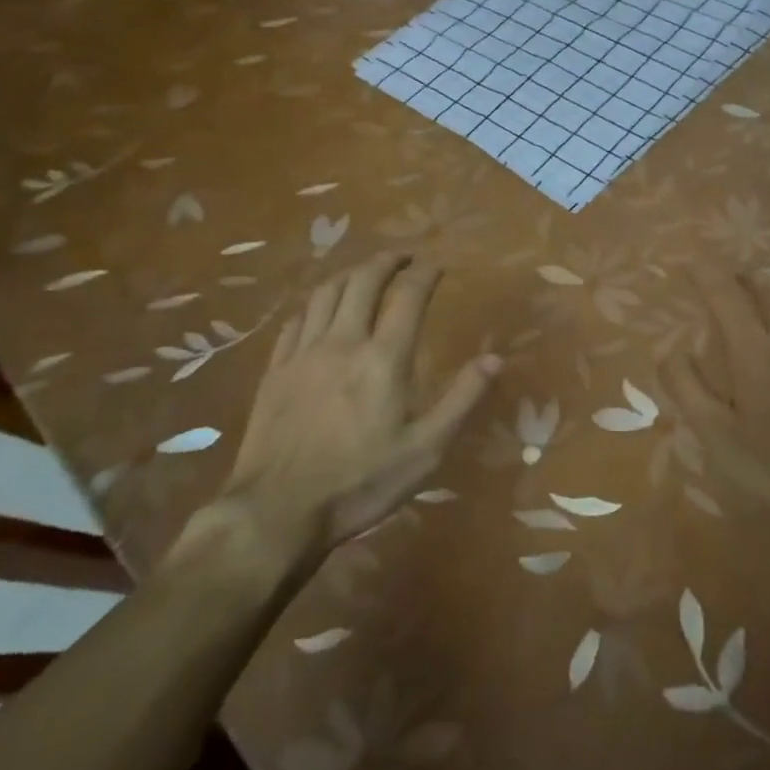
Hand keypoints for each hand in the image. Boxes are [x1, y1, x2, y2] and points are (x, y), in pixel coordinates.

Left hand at [181, 255, 499, 569]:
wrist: (276, 513)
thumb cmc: (359, 483)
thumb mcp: (426, 450)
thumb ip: (462, 399)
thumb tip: (495, 358)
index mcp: (384, 357)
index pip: (408, 295)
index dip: (426, 273)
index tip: (438, 265)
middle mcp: (343, 341)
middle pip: (364, 281)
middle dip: (387, 261)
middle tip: (404, 256)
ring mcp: (304, 353)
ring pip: (327, 293)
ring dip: (351, 273)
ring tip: (365, 272)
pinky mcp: (275, 370)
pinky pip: (296, 320)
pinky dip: (315, 303)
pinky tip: (320, 309)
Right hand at [666, 267, 769, 566]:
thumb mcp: (718, 437)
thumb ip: (687, 387)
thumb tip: (668, 348)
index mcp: (756, 351)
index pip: (726, 294)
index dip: (705, 273)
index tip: (688, 265)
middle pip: (765, 287)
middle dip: (738, 278)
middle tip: (720, 285)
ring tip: (758, 306)